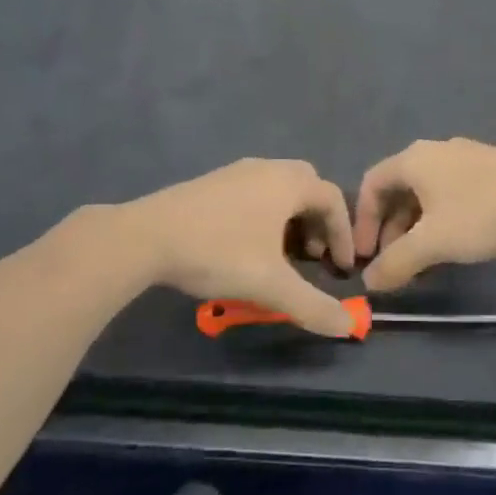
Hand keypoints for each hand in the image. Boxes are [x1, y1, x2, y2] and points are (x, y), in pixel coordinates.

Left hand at [124, 158, 357, 335]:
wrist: (146, 237)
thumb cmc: (218, 252)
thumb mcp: (271, 286)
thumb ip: (313, 307)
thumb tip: (349, 326)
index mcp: (287, 182)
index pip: (332, 199)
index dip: (344, 234)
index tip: (341, 267)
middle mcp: (266, 168)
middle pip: (307, 186)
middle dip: (318, 221)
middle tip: (313, 256)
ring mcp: (235, 172)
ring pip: (278, 189)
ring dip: (290, 219)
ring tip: (281, 257)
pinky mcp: (211, 183)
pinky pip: (254, 192)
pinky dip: (265, 215)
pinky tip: (248, 247)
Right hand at [354, 139, 495, 291]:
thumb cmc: (479, 215)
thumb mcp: (432, 243)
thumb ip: (396, 263)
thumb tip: (369, 282)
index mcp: (414, 159)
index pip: (372, 184)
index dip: (362, 221)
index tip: (367, 255)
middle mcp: (434, 151)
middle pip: (399, 189)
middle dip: (391, 229)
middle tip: (394, 263)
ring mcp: (464, 157)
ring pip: (426, 193)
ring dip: (416, 227)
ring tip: (423, 260)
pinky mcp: (489, 168)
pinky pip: (450, 192)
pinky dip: (440, 218)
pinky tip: (453, 243)